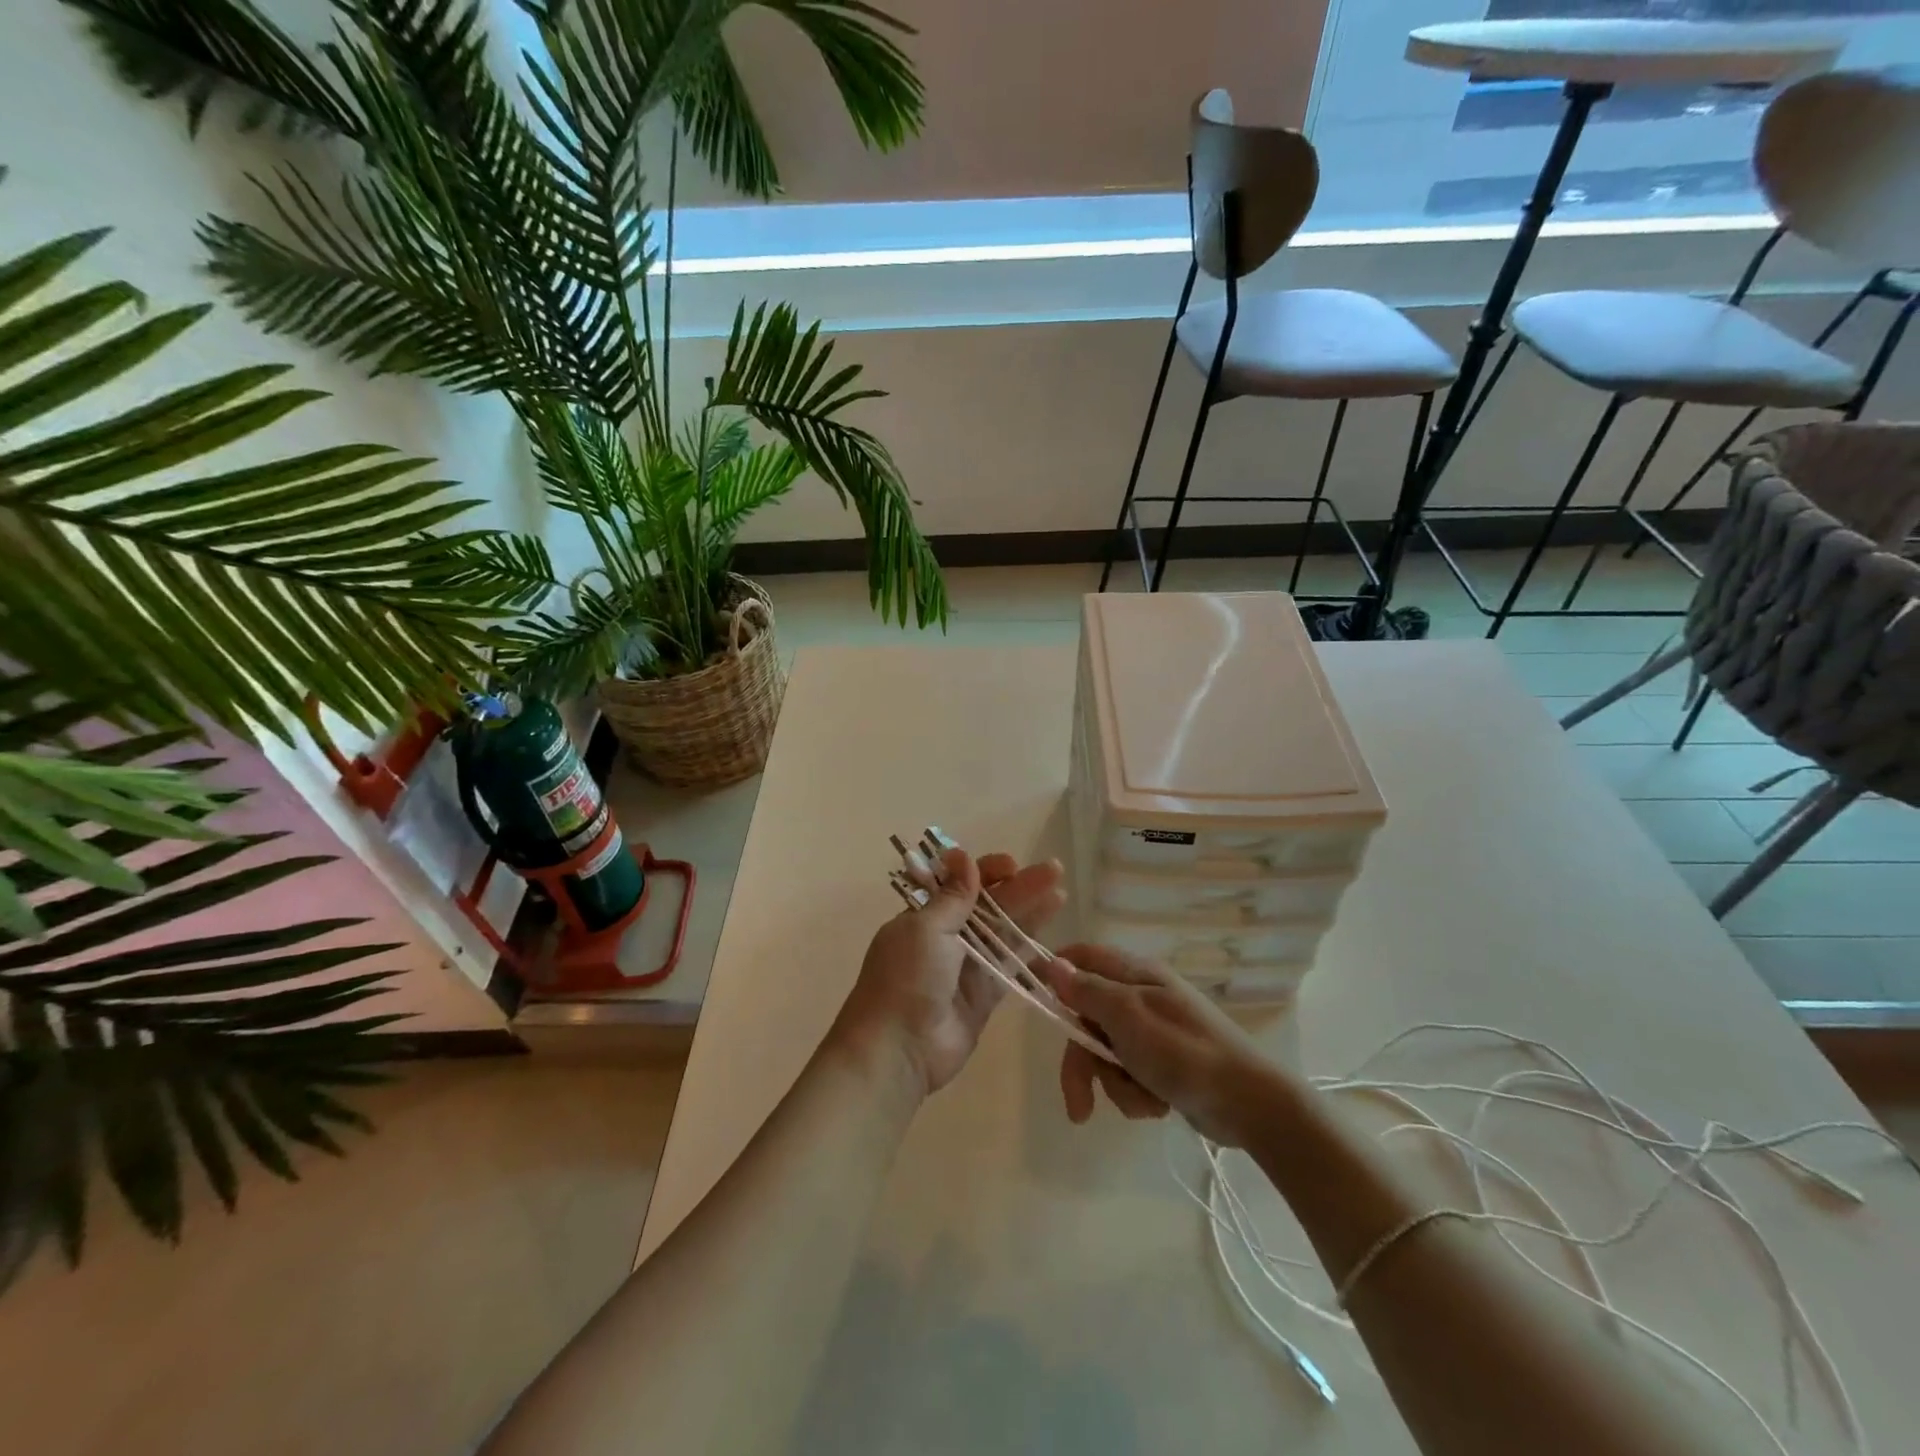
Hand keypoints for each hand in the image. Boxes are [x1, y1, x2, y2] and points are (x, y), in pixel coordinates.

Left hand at [829, 849, 1064, 1099]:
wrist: (898, 1049)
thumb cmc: (907, 978)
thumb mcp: (926, 928)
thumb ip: (953, 897)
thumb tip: (961, 855)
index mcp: (924, 916)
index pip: (960, 884)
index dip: (986, 872)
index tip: (1011, 865)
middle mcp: (945, 938)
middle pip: (988, 906)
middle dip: (1020, 887)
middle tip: (1054, 869)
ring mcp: (966, 968)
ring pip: (1003, 934)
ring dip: (1030, 914)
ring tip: (1061, 894)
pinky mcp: (983, 997)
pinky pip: (1010, 969)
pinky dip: (1029, 956)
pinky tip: (1054, 942)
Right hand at [1042, 944, 1277, 1147]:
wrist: (1250, 1105)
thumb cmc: (1185, 1052)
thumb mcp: (1129, 1018)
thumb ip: (1088, 991)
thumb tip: (1052, 963)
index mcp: (1133, 974)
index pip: (1080, 957)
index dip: (1054, 975)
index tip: (1032, 998)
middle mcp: (1139, 996)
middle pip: (1086, 1017)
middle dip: (1083, 1060)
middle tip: (1080, 1101)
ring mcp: (1150, 1031)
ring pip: (1105, 1053)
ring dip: (1115, 1083)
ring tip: (1143, 1099)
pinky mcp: (1161, 1063)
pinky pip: (1128, 1075)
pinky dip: (1136, 1093)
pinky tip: (1157, 1105)